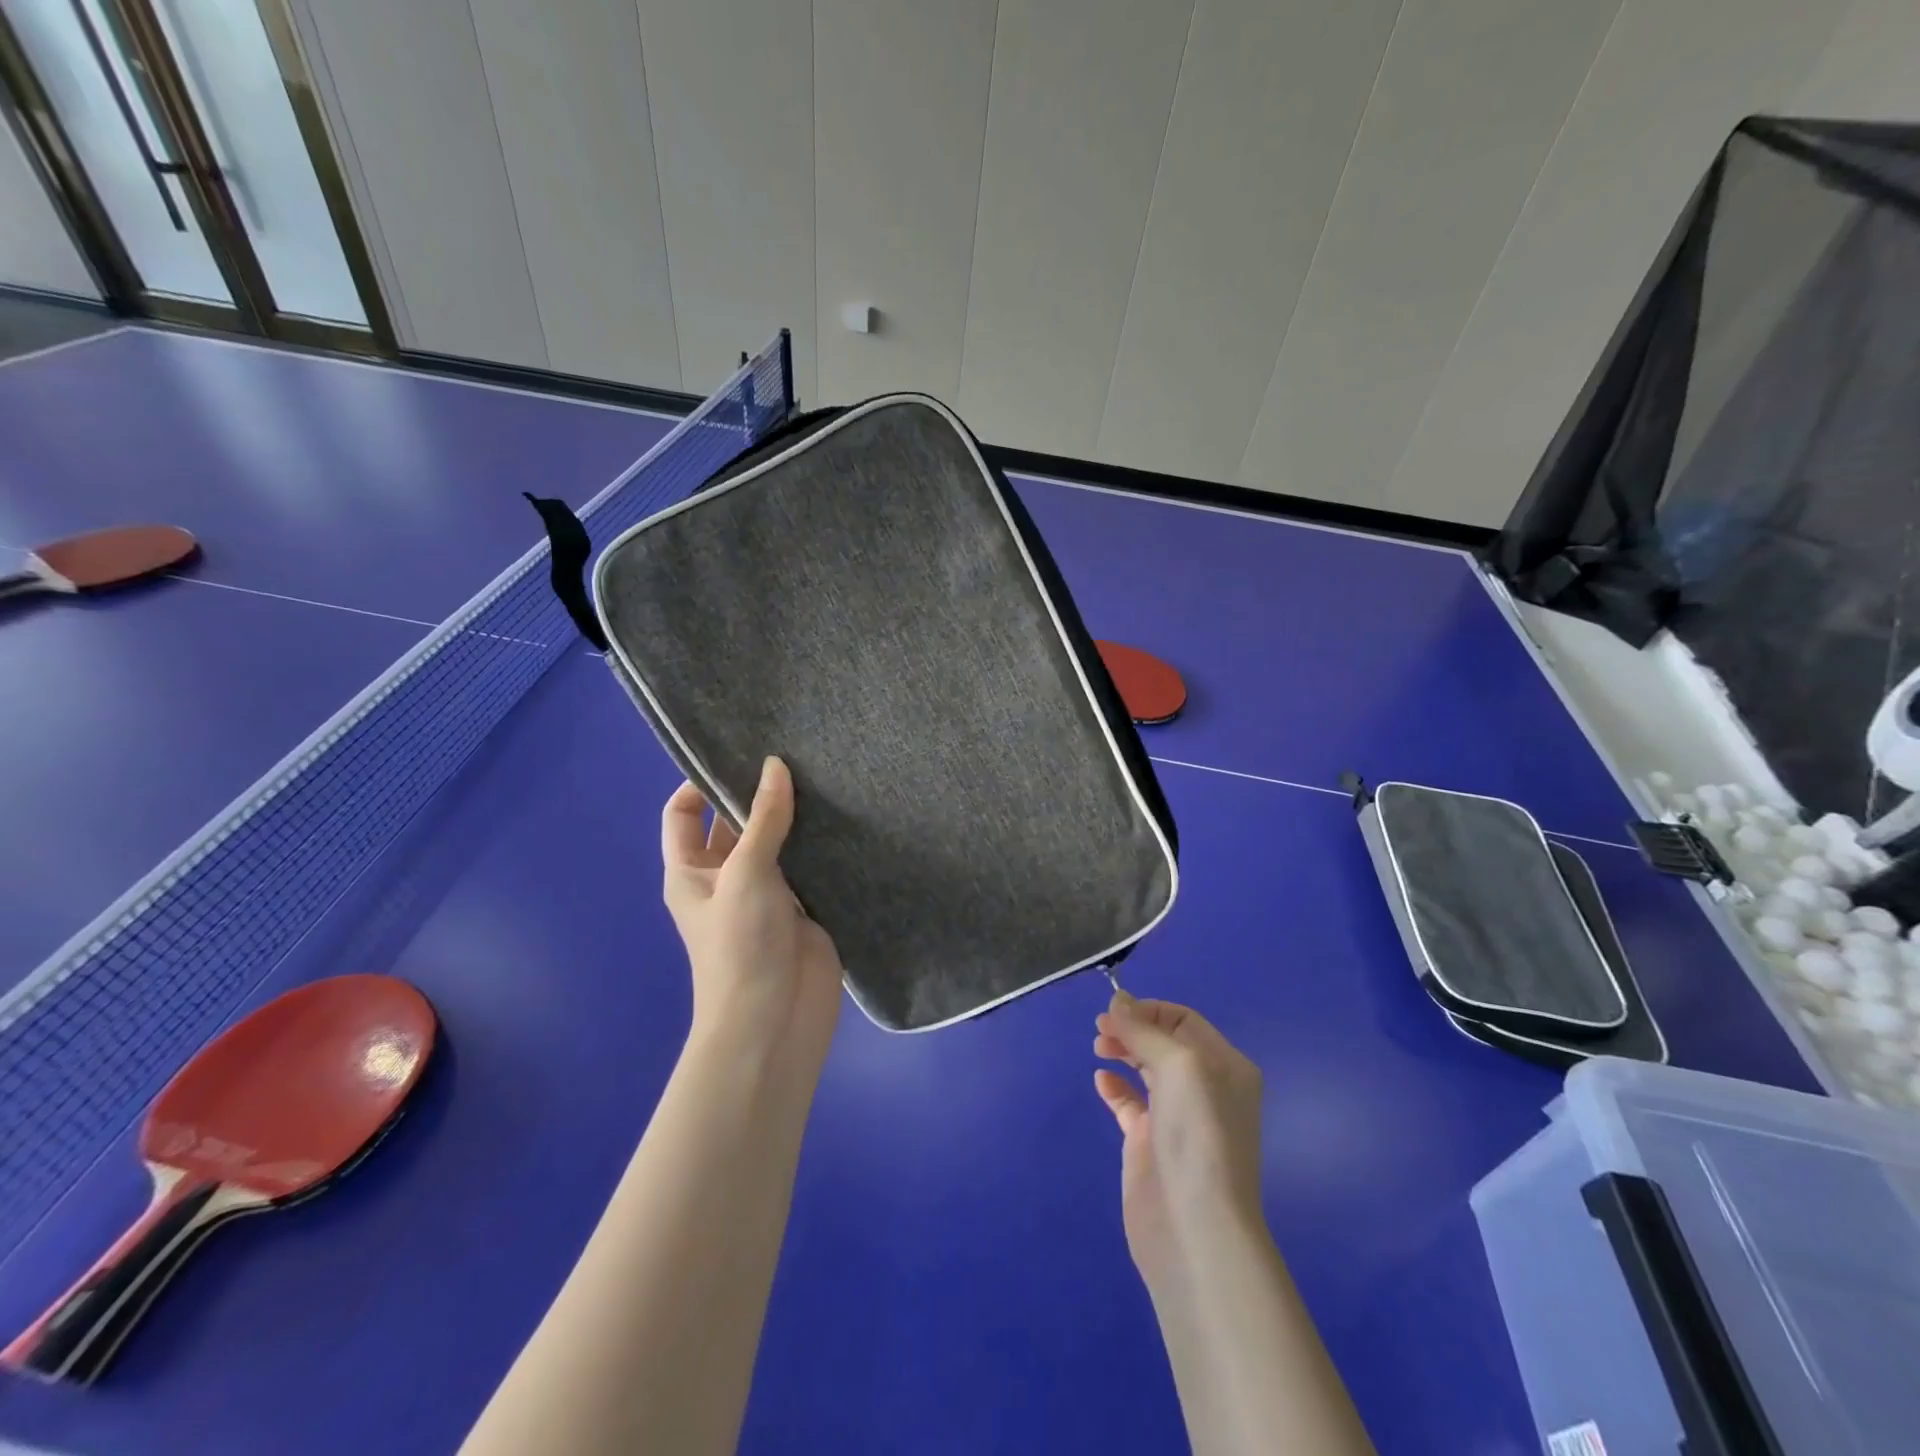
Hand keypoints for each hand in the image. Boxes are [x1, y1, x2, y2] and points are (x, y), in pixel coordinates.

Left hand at [661, 757, 842, 1058]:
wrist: (776, 1020)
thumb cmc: (741, 944)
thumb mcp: (746, 873)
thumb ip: (764, 818)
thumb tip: (775, 764)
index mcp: (691, 871)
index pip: (685, 813)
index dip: (700, 782)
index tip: (736, 751)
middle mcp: (726, 877)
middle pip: (735, 823)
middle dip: (756, 792)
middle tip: (791, 752)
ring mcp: (767, 892)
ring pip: (777, 841)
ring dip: (793, 815)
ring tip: (821, 771)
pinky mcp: (803, 905)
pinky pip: (809, 864)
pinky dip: (821, 842)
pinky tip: (843, 811)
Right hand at [1092, 993, 1265, 1286]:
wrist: (1195, 1227)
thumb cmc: (1197, 1135)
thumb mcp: (1179, 1065)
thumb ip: (1145, 1031)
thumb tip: (1118, 1002)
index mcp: (1225, 1065)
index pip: (1183, 1020)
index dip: (1148, 1010)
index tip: (1113, 1011)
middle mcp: (1205, 1088)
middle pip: (1163, 1042)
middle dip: (1132, 1028)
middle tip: (1101, 1031)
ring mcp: (1177, 1118)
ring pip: (1146, 1069)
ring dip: (1122, 1051)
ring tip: (1100, 1049)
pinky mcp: (1150, 1144)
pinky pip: (1130, 1103)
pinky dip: (1114, 1087)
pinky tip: (1101, 1081)